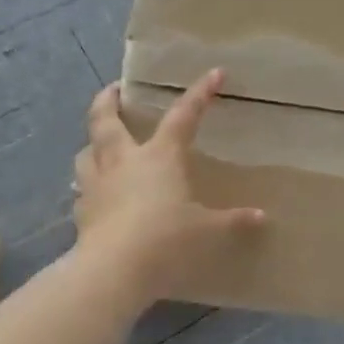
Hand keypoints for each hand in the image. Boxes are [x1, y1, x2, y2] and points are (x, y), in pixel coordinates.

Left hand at [71, 70, 264, 306]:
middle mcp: (124, 161)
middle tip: (114, 89)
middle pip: (107, 120)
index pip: (183, 115)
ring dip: (92, 142)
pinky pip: (81, 189)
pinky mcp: (81, 212)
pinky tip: (94, 194)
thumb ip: (233, 221)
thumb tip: (262, 217)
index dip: (199, 93)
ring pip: (87, 152)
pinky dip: (87, 185)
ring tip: (100, 144)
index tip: (214, 73)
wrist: (113, 270)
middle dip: (109, 100)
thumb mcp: (208, 230)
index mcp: (160, 156)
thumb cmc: (167, 240)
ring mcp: (97, 185)